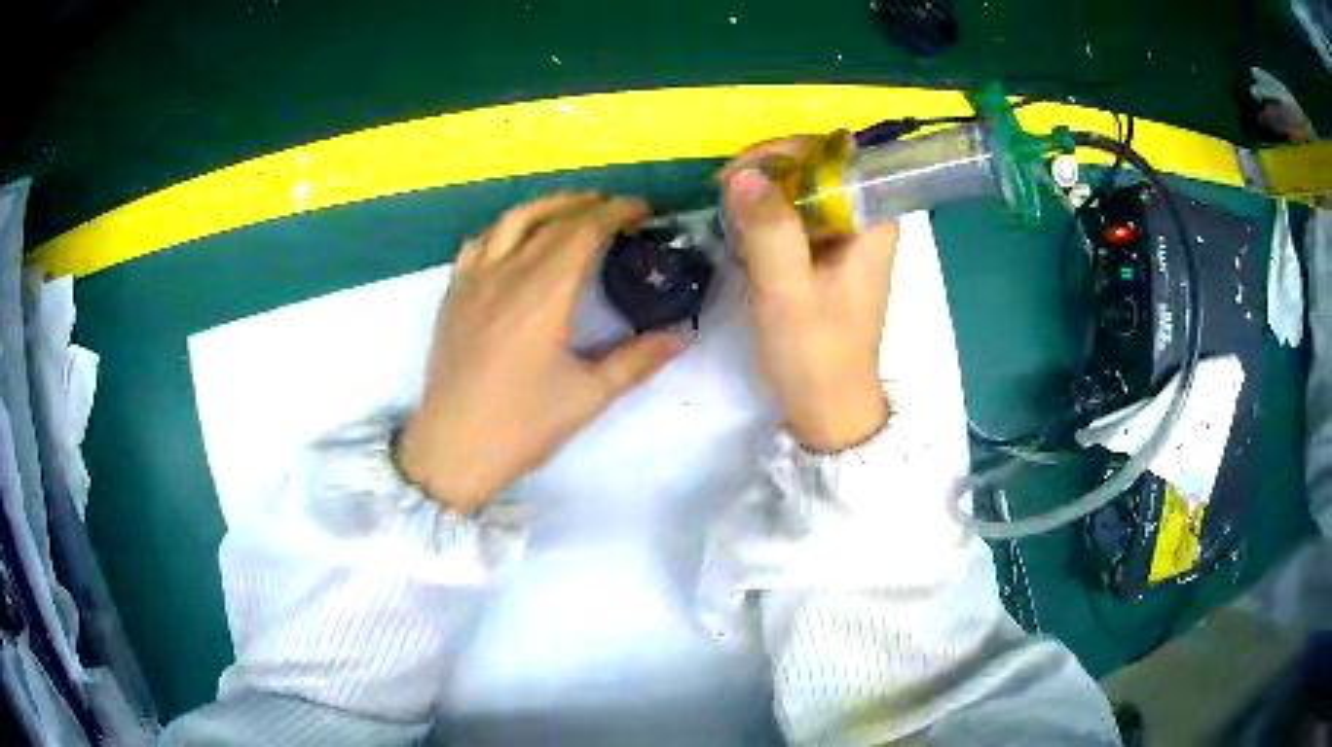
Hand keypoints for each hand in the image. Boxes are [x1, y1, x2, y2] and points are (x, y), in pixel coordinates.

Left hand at [397, 192, 686, 511]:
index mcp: (542, 294)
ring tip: (573, 209)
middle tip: (619, 209)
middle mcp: (506, 274)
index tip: (642, 210)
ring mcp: (473, 280)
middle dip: (589, 205)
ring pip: (511, 220)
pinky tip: (516, 239)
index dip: (615, 212)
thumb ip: (637, 361)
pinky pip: (478, 242)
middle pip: (551, 220)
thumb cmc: (520, 427)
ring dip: (547, 206)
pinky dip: (504, 228)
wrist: (451, 449)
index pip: (582, 231)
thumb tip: (681, 336)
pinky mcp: (452, 293)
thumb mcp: (587, 397)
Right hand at [722, 139, 896, 451]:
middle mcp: (866, 222)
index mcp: (873, 223)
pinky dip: (767, 217)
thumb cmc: (816, 354)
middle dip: (771, 170)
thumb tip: (741, 174)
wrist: (828, 409)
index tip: (746, 171)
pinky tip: (741, 234)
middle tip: (726, 192)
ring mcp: (847, 239)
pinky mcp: (827, 257)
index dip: (791, 150)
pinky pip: (797, 217)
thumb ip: (769, 229)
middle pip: (820, 167)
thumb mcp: (787, 292)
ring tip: (728, 213)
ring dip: (764, 193)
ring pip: (805, 190)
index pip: (839, 154)